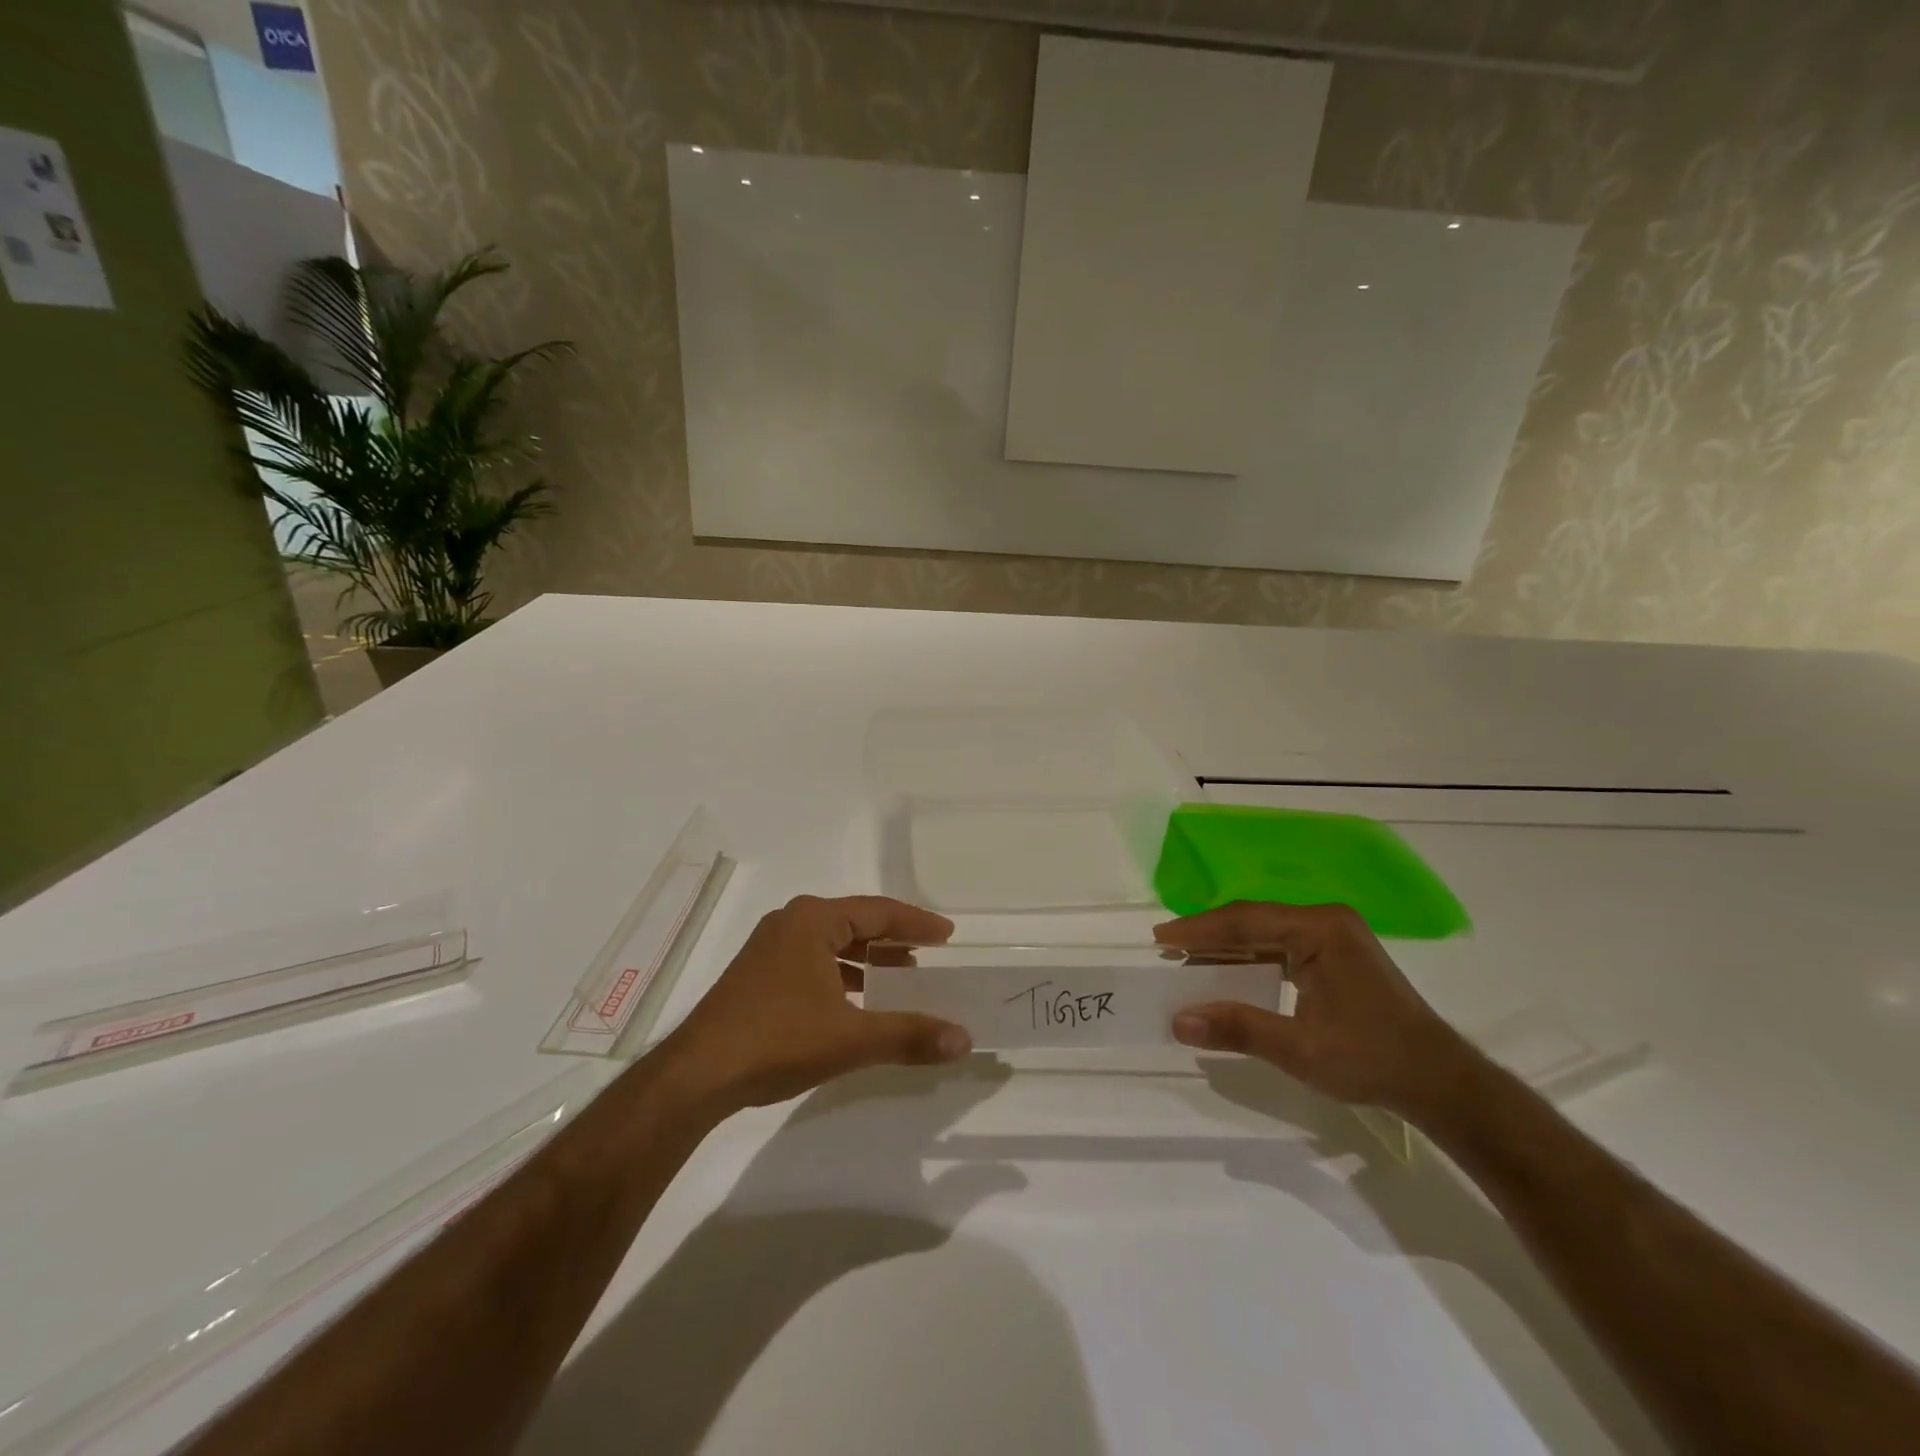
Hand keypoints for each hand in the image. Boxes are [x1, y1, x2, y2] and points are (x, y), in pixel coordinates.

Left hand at [662, 895, 972, 1113]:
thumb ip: (909, 1035)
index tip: (947, 934)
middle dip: (893, 938)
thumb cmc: (778, 1040)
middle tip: (929, 952)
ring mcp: (770, 947)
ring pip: (833, 942)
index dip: (916, 923)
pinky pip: (813, 960)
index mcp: (814, 920)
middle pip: (856, 921)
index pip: (879, 911)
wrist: (698, 1074)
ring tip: (900, 976)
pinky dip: (842, 973)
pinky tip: (855, 1000)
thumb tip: (964, 1039)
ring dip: (867, 957)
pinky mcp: (758, 974)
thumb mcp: (851, 1038)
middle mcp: (791, 922)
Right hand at [1157, 901, 1473, 1116]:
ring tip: (1188, 961)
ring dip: (1229, 949)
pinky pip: (1282, 947)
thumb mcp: (1300, 1049)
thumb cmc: (1372, 1060)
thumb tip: (1178, 1021)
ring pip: (1266, 934)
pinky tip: (1229, 974)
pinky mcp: (1338, 955)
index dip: (1199, 930)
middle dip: (1210, 936)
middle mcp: (1326, 922)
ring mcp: (1335, 937)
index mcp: (1320, 930)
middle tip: (1167, 949)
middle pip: (1254, 921)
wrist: (1441, 1083)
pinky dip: (1252, 960)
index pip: (1245, 920)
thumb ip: (1238, 1029)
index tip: (1160, 938)